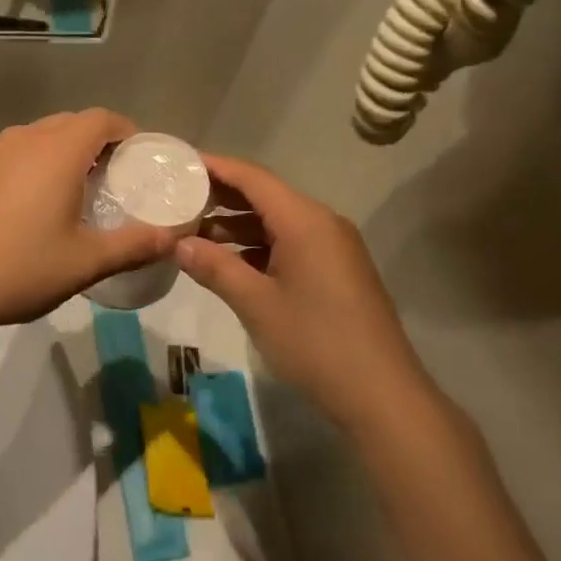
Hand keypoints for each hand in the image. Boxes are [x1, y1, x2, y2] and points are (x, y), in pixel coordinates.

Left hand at [0, 110, 174, 339]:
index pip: (103, 119)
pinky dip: (41, 163)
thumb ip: (133, 246)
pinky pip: (21, 152)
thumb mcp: (84, 262)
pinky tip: (41, 204)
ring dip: (69, 151)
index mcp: (58, 149)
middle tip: (119, 180)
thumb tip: (173, 239)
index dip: (128, 132)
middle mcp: (27, 138)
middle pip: (74, 123)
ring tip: (83, 191)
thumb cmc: (16, 267)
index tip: (143, 160)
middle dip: (101, 142)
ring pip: (44, 136)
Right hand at [176, 153, 430, 432]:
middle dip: (221, 196)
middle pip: (265, 195)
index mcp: (304, 220)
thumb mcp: (256, 304)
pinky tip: (229, 262)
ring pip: (276, 222)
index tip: (179, 163)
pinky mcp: (336, 271)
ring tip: (193, 233)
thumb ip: (215, 267)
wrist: (383, 397)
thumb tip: (179, 243)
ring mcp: (332, 247)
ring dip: (237, 225)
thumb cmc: (315, 343)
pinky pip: (290, 243)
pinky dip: (257, 246)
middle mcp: (321, 223)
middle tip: (177, 198)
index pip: (252, 178)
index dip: (215, 167)